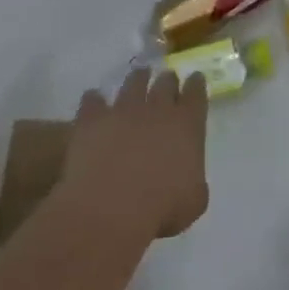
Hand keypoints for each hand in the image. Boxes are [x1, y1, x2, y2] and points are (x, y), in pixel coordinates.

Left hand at [60, 68, 209, 245]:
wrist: (109, 209)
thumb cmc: (160, 209)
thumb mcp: (193, 202)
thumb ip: (194, 180)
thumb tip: (188, 177)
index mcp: (186, 124)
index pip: (196, 92)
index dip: (196, 85)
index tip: (195, 80)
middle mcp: (157, 107)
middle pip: (165, 82)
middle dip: (167, 81)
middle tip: (166, 83)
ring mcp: (123, 109)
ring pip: (133, 82)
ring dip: (137, 80)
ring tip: (136, 80)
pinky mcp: (93, 119)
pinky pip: (93, 100)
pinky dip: (94, 100)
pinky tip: (93, 102)